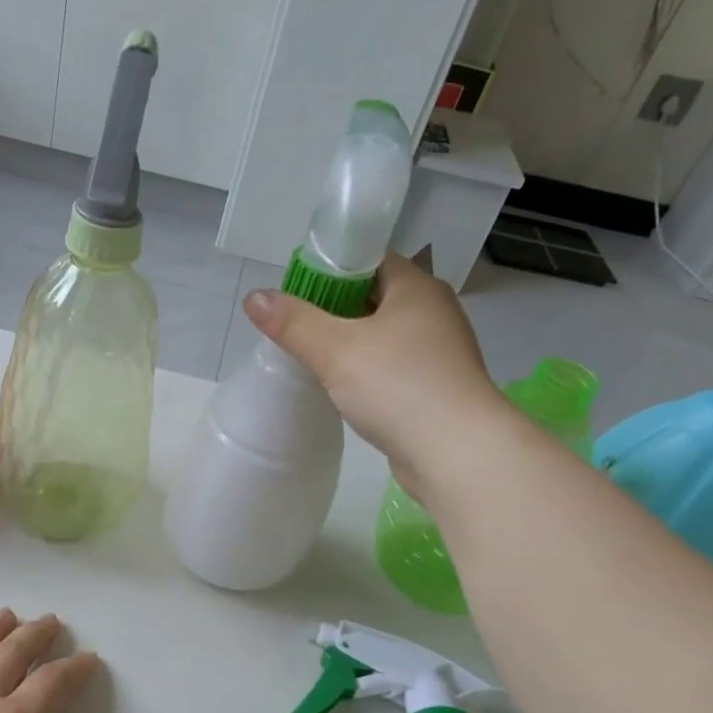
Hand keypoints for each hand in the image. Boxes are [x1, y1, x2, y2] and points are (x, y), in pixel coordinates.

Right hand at [243, 252, 503, 494]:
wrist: (457, 453)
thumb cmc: (398, 387)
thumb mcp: (335, 350)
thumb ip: (293, 322)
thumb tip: (255, 297)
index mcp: (417, 288)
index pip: (370, 258)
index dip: (331, 266)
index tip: (296, 289)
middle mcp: (433, 312)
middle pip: (374, 295)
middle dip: (333, 307)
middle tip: (295, 324)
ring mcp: (438, 351)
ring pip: (382, 333)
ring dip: (349, 341)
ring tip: (311, 355)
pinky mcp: (435, 386)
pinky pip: (391, 365)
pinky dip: (365, 369)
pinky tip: (341, 386)